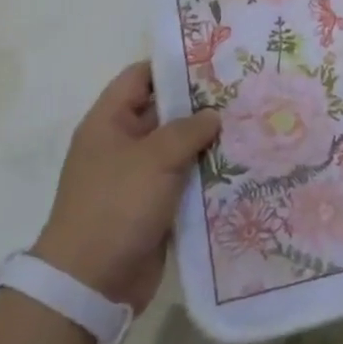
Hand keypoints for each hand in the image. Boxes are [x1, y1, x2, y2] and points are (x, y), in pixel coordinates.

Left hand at [32, 62, 220, 311]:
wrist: (91, 283)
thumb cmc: (117, 205)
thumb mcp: (155, 157)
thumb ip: (188, 129)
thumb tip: (213, 116)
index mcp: (109, 122)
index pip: (141, 77)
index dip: (173, 65)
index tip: (214, 60)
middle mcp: (122, 144)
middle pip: (165, 111)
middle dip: (201, 104)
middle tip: (244, 92)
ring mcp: (138, 177)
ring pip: (179, 148)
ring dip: (208, 141)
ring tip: (251, 125)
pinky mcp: (153, 206)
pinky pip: (184, 180)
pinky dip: (207, 174)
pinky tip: (242, 165)